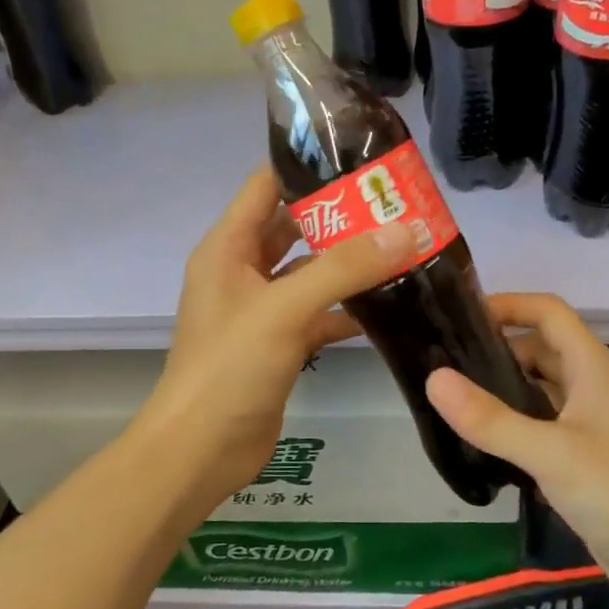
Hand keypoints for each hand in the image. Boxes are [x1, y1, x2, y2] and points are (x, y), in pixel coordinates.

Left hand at [138, 168, 415, 505]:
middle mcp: (242, 271)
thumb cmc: (230, 367)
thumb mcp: (285, 308)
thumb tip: (406, 231)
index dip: (308, 166)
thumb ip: (344, 268)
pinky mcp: (279, 343)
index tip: (362, 158)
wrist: (201, 450)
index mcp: (228, 247)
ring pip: (311, 273)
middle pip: (295, 228)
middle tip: (396, 204)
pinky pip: (318, 313)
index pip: (267, 186)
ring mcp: (261, 309)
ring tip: (403, 246)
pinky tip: (390, 305)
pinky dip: (348, 308)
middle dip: (341, 216)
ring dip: (349, 264)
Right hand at [425, 294, 608, 608]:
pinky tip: (480, 441)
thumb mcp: (552, 454)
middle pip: (540, 349)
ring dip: (502, 388)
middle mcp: (592, 388)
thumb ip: (491, 419)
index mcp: (593, 369)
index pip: (548, 313)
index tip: (460, 317)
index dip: (508, 305)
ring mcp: (590, 424)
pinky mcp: (584, 458)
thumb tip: (434, 378)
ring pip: (539, 390)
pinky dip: (513, 424)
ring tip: (451, 398)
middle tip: (442, 362)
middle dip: (496, 349)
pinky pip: (542, 425)